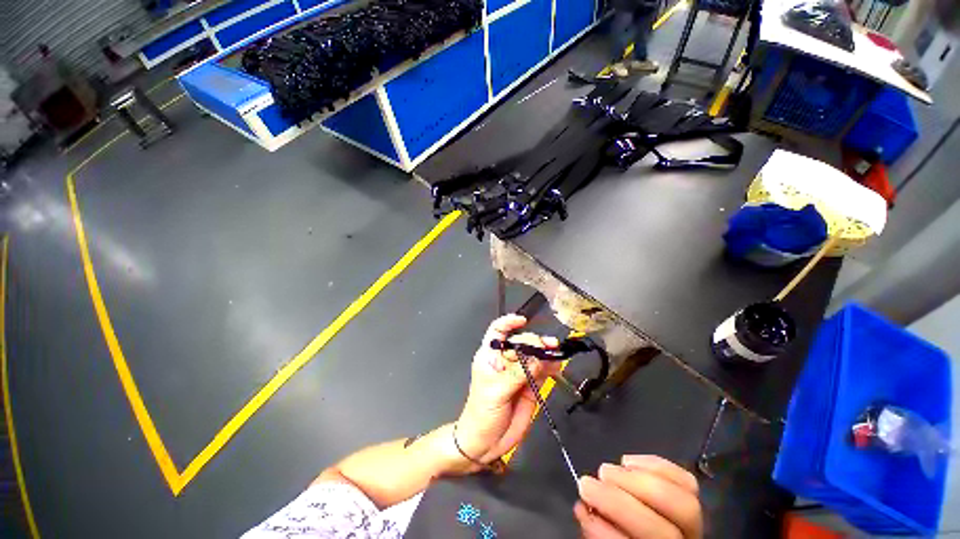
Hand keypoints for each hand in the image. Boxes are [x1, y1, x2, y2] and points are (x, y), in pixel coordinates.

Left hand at [454, 315, 561, 467]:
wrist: (486, 443)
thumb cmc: (482, 412)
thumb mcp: (496, 390)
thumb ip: (517, 374)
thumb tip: (537, 358)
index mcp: (490, 356)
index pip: (497, 331)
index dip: (508, 323)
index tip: (522, 321)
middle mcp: (505, 361)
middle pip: (521, 343)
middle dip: (534, 342)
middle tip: (547, 346)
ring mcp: (519, 373)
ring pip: (534, 356)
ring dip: (546, 352)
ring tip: (555, 353)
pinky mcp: (530, 385)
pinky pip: (542, 371)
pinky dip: (551, 367)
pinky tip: (557, 365)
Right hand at [575, 455, 701, 538]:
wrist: (642, 528)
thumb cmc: (620, 532)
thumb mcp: (606, 536)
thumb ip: (597, 530)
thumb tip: (583, 508)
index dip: (608, 532)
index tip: (582, 508)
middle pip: (664, 530)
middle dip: (620, 503)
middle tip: (588, 484)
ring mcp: (695, 525)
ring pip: (681, 503)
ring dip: (635, 481)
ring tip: (605, 472)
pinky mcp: (692, 498)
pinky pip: (686, 480)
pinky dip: (654, 465)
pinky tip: (627, 462)